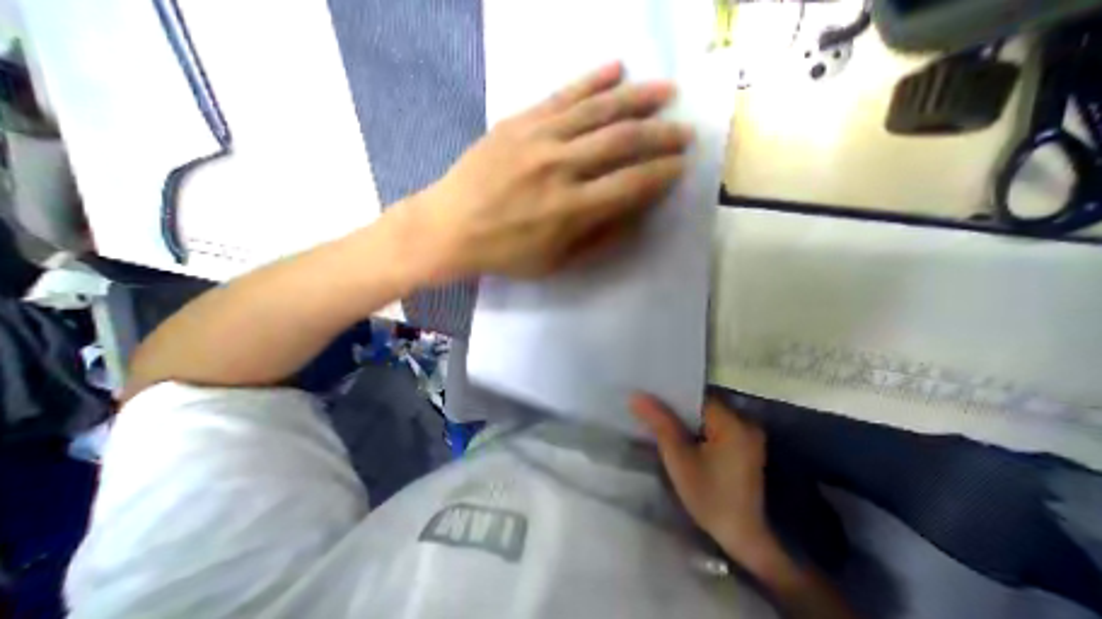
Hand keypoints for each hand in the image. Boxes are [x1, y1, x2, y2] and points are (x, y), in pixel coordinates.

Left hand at [409, 61, 691, 280]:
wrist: (450, 227)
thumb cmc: (504, 252)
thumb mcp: (554, 262)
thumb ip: (596, 238)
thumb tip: (632, 215)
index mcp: (571, 209)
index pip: (631, 184)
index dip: (661, 174)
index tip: (680, 167)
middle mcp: (561, 167)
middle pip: (623, 141)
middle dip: (661, 135)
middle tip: (684, 131)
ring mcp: (539, 138)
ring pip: (599, 110)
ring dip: (639, 98)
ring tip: (667, 91)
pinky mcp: (519, 122)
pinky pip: (563, 95)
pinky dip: (593, 80)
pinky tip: (617, 69)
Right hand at [634, 394, 777, 568]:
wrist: (745, 540)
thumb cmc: (710, 498)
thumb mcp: (679, 459)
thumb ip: (659, 423)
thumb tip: (635, 395)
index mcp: (732, 422)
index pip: (696, 395)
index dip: (671, 394)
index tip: (649, 393)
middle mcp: (744, 422)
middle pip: (701, 404)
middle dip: (676, 405)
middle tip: (649, 405)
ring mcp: (746, 434)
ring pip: (706, 415)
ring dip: (685, 416)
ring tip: (659, 416)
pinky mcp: (743, 445)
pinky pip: (713, 426)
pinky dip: (696, 427)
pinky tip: (680, 433)